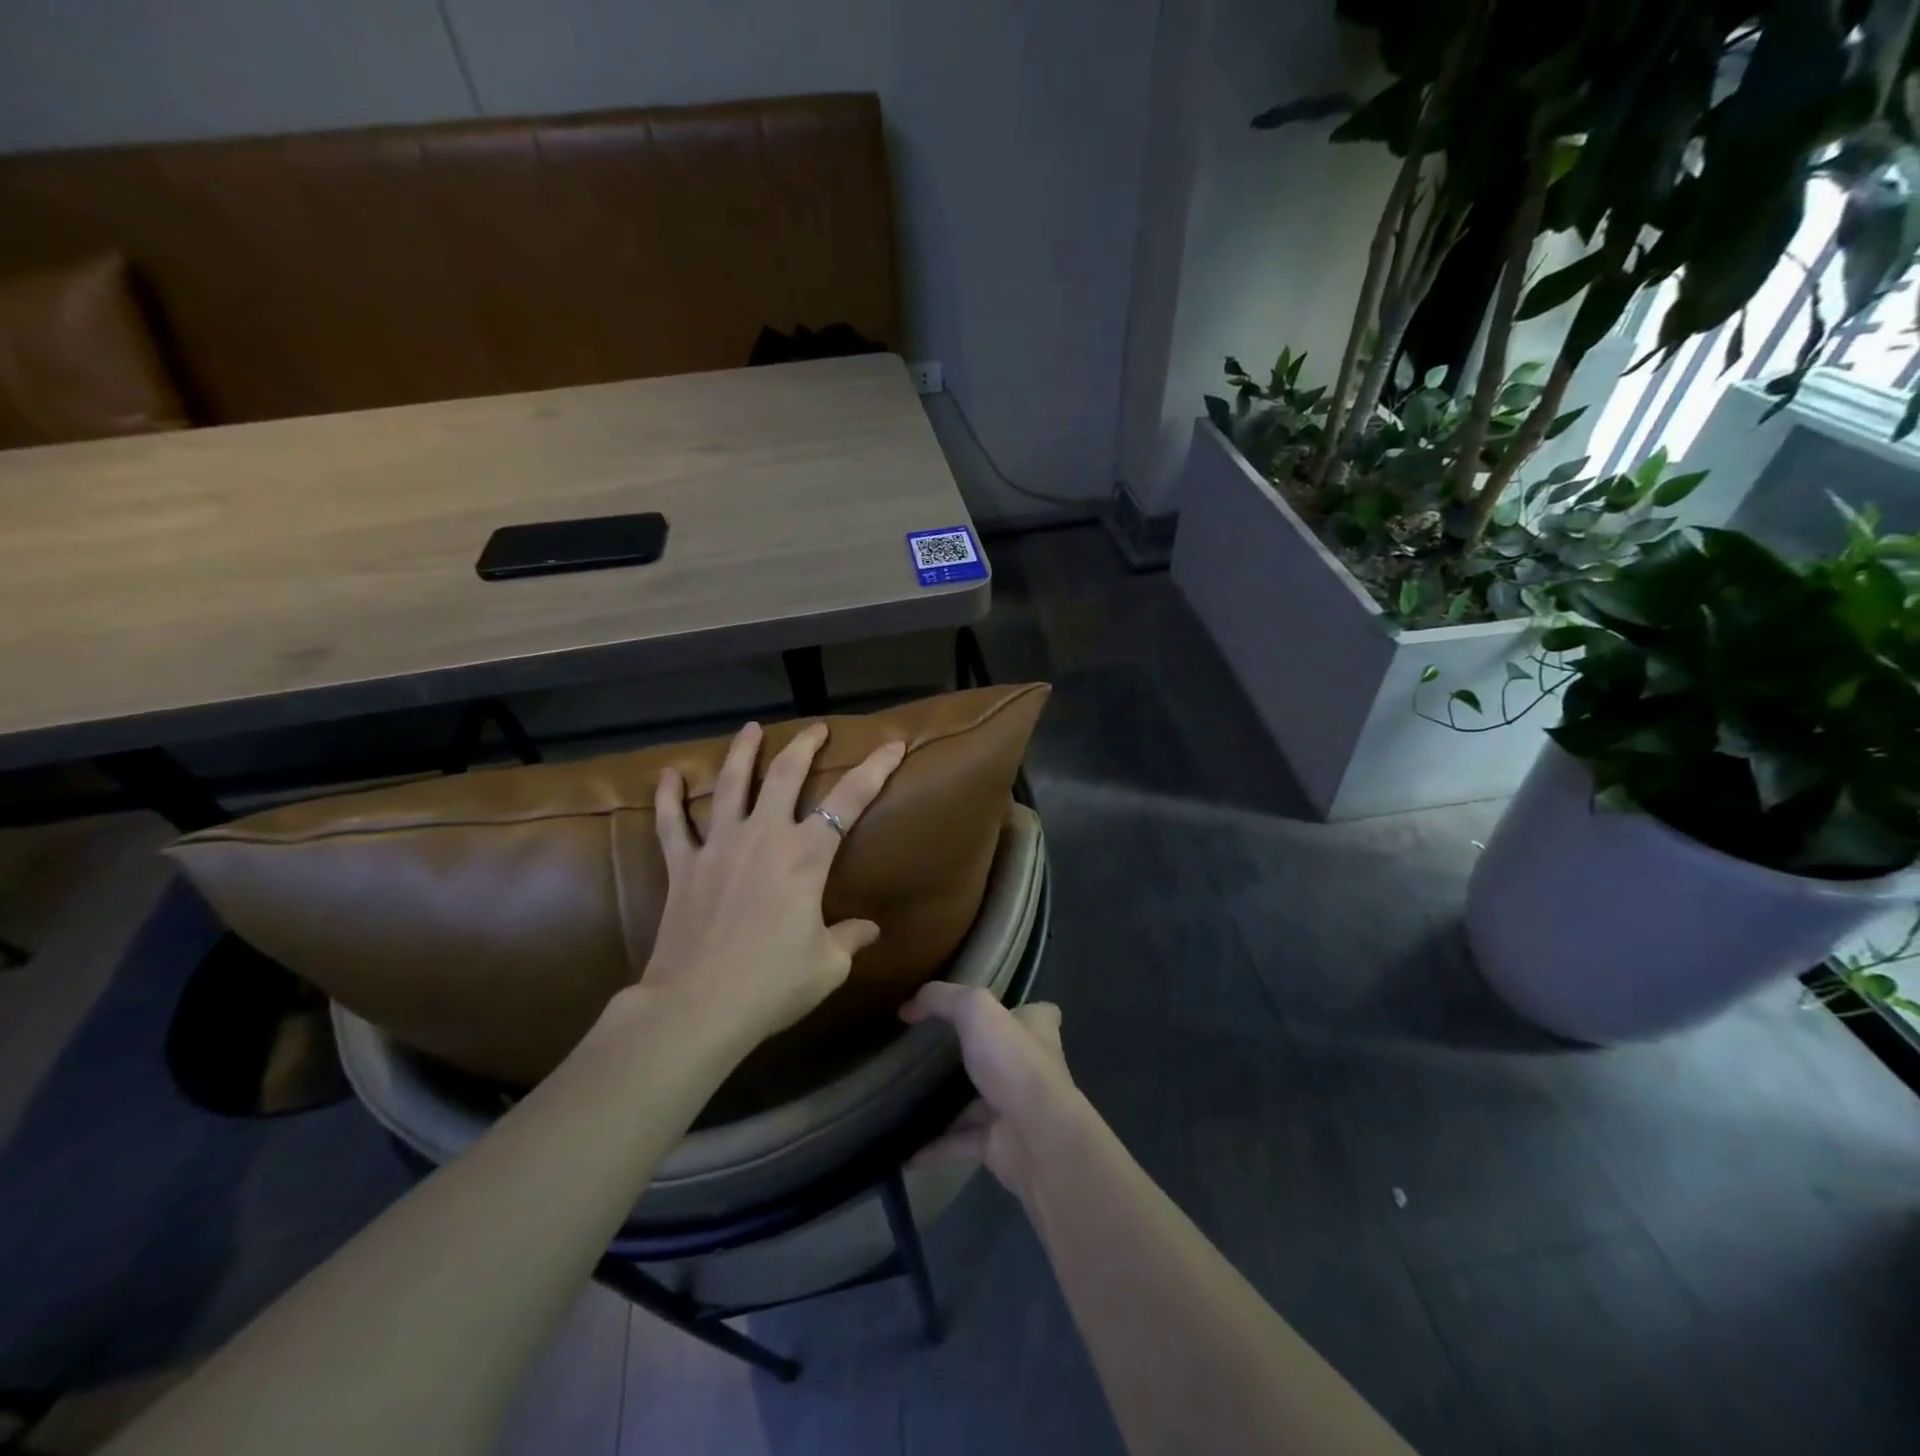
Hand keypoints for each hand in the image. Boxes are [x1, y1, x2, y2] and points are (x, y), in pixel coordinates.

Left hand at [638, 720, 906, 1048]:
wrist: (697, 1007)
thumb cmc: (772, 985)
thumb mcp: (827, 966)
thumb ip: (850, 938)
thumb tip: (868, 929)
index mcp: (805, 856)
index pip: (849, 800)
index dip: (875, 768)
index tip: (892, 745)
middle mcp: (763, 837)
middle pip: (785, 775)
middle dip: (804, 746)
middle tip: (815, 728)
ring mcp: (718, 847)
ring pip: (730, 784)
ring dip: (742, 752)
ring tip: (751, 728)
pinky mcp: (683, 866)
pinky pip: (672, 823)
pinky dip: (669, 797)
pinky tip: (669, 775)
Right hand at [902, 983, 1077, 1202]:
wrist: (1038, 1138)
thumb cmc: (1014, 1062)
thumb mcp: (976, 1010)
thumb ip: (942, 999)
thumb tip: (908, 1008)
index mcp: (1035, 1030)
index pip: (1034, 1014)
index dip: (1016, 1010)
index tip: (987, 1011)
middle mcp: (1029, 1067)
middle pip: (1000, 1056)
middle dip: (971, 1055)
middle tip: (927, 1051)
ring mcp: (1013, 1107)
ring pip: (974, 1102)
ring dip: (946, 1104)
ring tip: (906, 1096)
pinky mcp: (997, 1143)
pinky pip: (958, 1142)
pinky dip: (933, 1146)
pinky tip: (904, 1147)